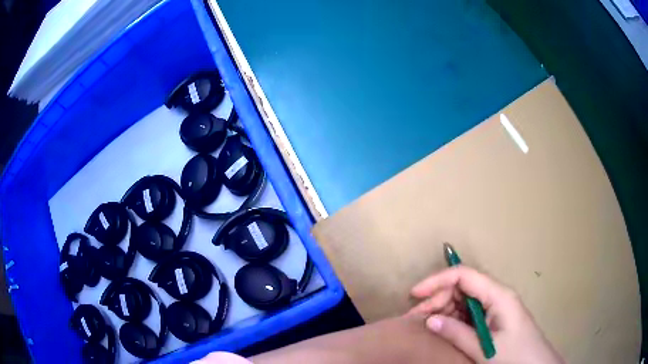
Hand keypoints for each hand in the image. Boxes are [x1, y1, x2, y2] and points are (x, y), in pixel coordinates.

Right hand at [409, 266, 563, 363]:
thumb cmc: (516, 356)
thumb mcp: (485, 349)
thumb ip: (458, 333)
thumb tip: (430, 320)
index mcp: (499, 296)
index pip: (465, 276)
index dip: (438, 280)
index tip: (415, 294)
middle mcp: (497, 296)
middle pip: (463, 287)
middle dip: (438, 299)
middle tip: (416, 319)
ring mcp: (496, 308)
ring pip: (464, 300)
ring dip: (443, 310)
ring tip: (424, 325)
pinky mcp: (494, 319)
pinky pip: (469, 313)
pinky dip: (453, 319)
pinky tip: (442, 330)